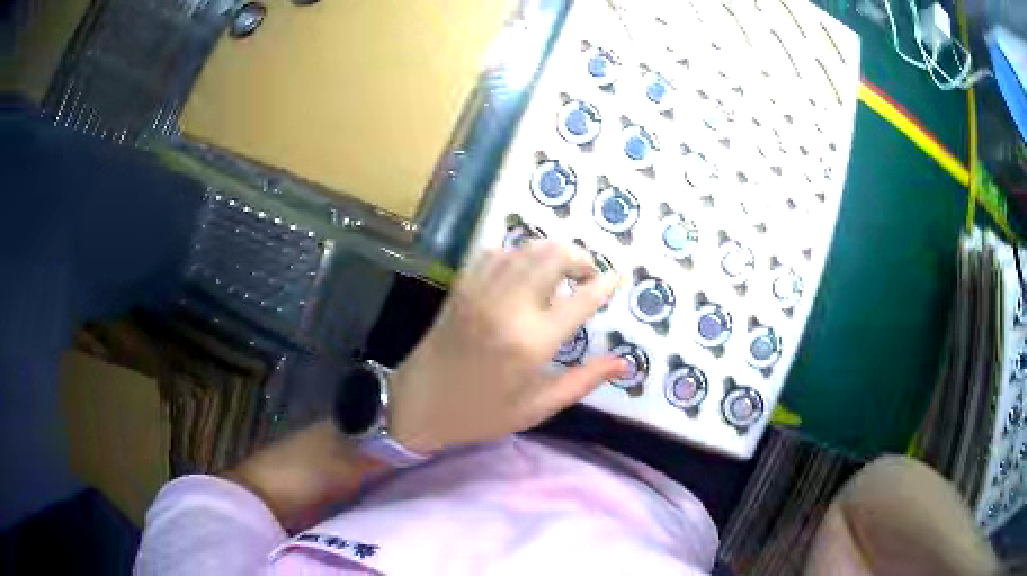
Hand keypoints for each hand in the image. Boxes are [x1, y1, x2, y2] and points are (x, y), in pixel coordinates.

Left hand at [389, 240, 624, 453]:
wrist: (418, 403)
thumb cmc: (481, 413)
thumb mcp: (537, 408)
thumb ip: (582, 382)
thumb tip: (623, 363)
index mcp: (532, 342)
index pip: (581, 300)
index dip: (605, 284)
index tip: (619, 277)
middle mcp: (509, 306)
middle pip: (554, 257)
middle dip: (580, 258)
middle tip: (589, 275)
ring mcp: (482, 291)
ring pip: (527, 248)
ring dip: (552, 252)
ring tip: (563, 272)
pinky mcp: (464, 286)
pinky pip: (497, 253)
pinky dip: (519, 253)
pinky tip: (525, 270)